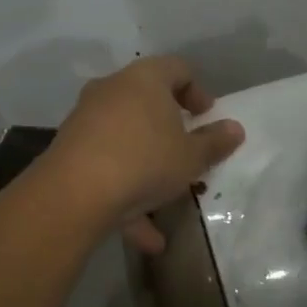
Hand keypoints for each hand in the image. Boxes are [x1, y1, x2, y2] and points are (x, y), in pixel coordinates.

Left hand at [43, 55, 245, 253]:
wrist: (74, 193)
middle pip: (147, 100)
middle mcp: (112, 90)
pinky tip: (147, 237)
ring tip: (169, 201)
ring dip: (149, 167)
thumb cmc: (144, 160)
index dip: (197, 91)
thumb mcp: (191, 156)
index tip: (207, 117)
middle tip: (188, 150)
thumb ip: (215, 142)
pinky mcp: (70, 151)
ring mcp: (86, 119)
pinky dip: (127, 194)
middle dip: (170, 128)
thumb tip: (235, 129)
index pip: (177, 68)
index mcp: (145, 79)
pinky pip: (106, 167)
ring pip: (126, 139)